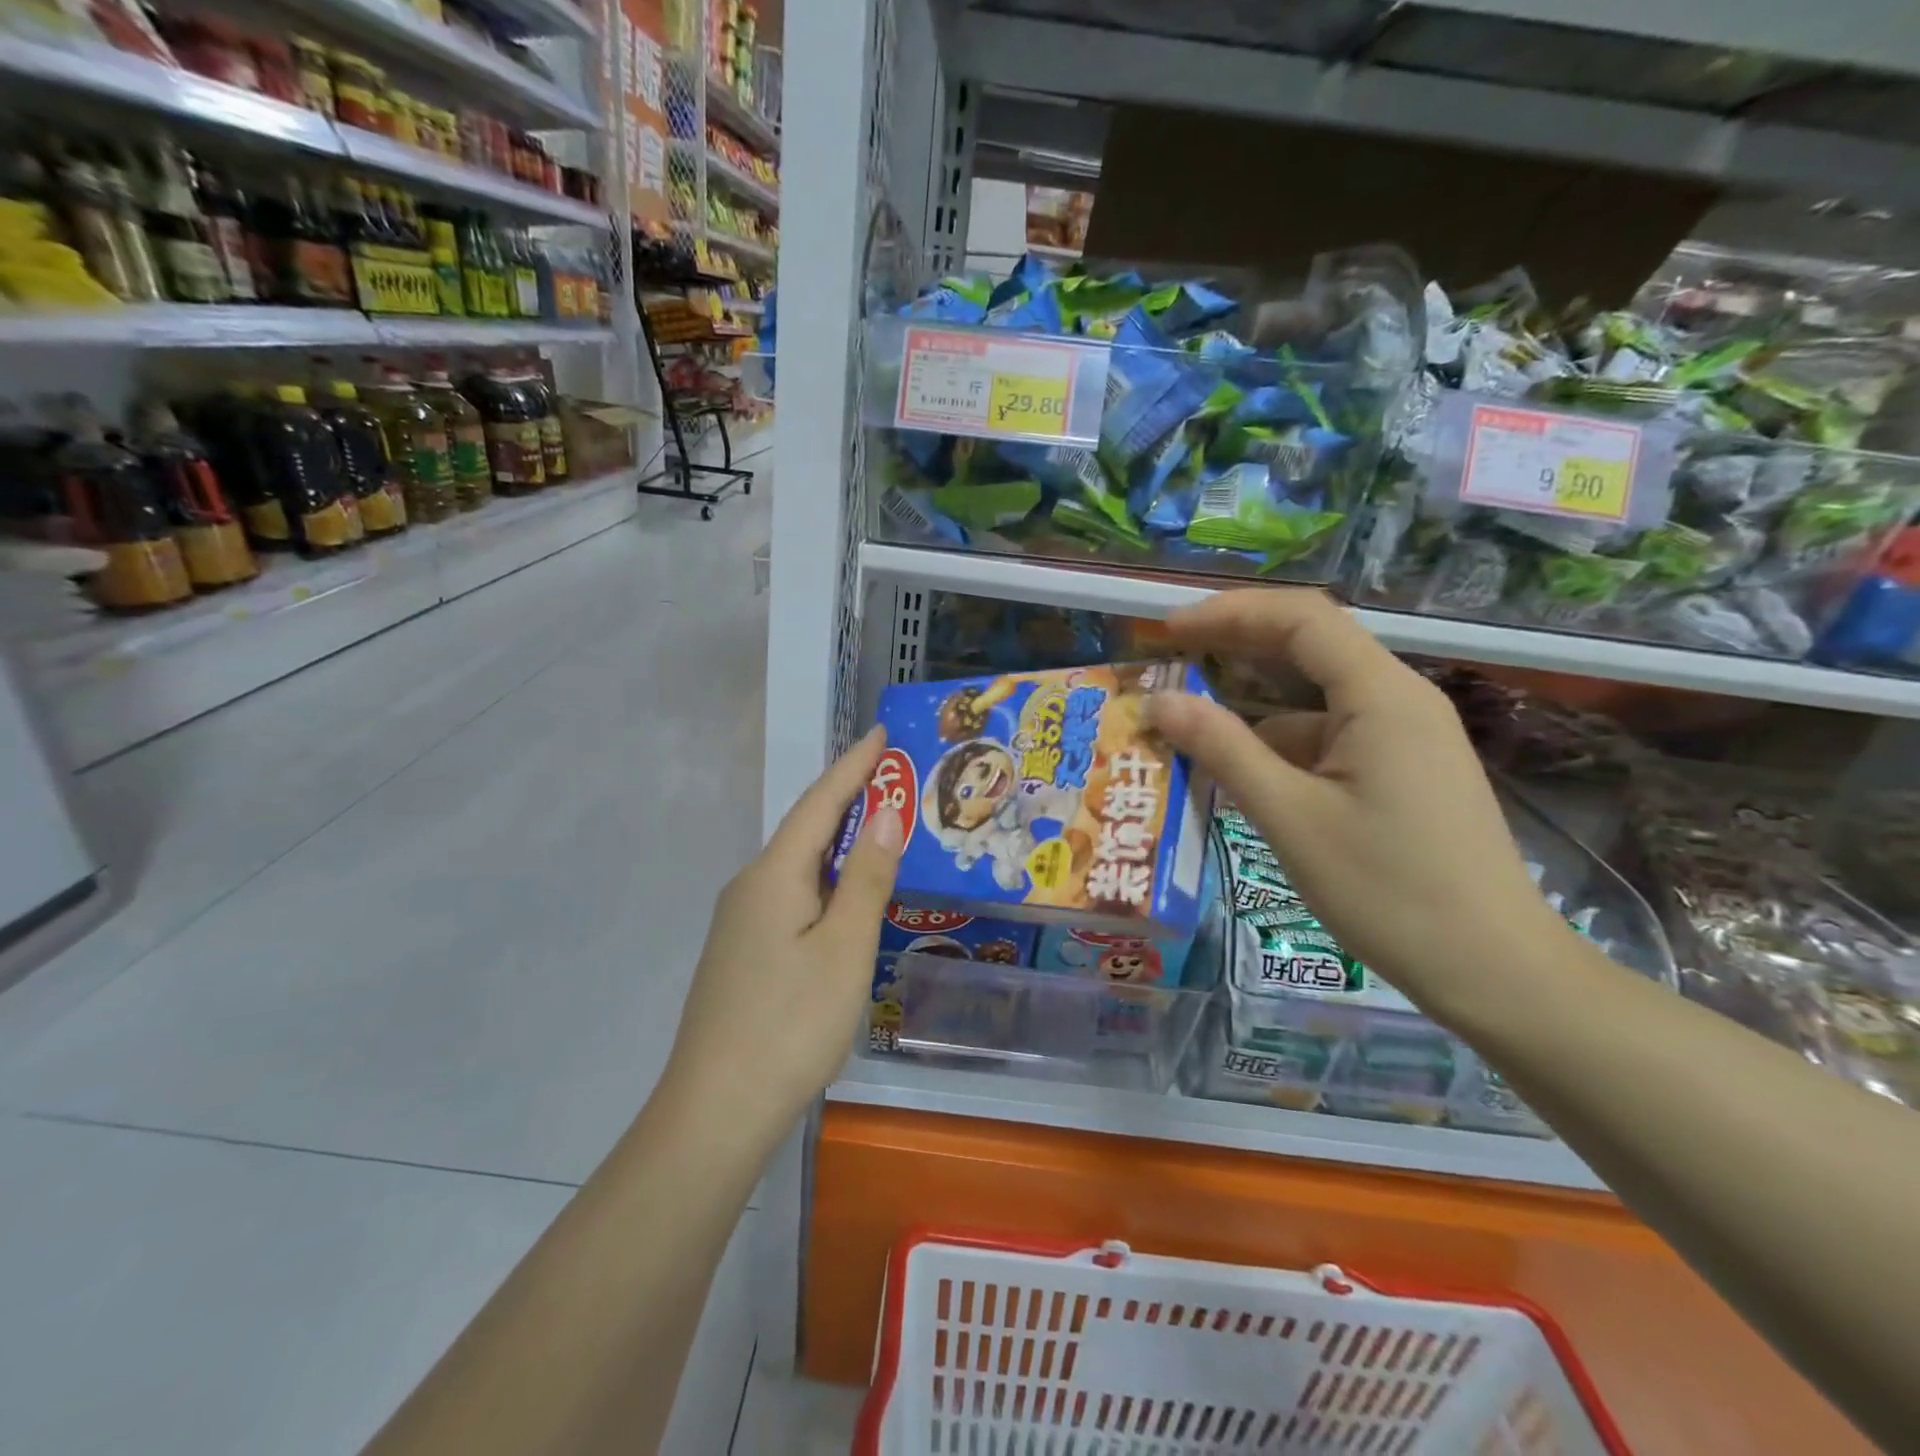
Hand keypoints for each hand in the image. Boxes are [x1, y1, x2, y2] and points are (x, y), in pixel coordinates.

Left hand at [662, 727, 901, 1142]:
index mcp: (774, 874)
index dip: (854, 766)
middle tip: (896, 780)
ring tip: (883, 831)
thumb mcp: (844, 947)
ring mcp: (742, 922)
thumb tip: (886, 812)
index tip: (881, 733)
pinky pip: (793, 895)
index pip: (820, 802)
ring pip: (800, 866)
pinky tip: (846, 897)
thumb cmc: (790, 1023)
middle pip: (807, 829)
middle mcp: (751, 886)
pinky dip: (827, 880)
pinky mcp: (744, 952)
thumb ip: (867, 877)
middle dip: (851, 800)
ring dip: (841, 843)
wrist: (715, 1111)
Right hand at [1145, 590, 1570, 1021]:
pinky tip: (1242, 777)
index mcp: (1381, 696)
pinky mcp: (1402, 771)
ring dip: (1252, 706)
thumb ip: (1223, 750)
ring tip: (1189, 730)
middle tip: (1169, 661)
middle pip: (1309, 646)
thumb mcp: (1290, 818)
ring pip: (1316, 698)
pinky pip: (1330, 738)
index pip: (1300, 618)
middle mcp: (1398, 700)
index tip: (1166, 631)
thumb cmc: (1388, 890)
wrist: (1493, 970)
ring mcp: (1405, 736)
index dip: (1227, 612)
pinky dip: (1280, 745)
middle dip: (1235, 646)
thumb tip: (1159, 701)